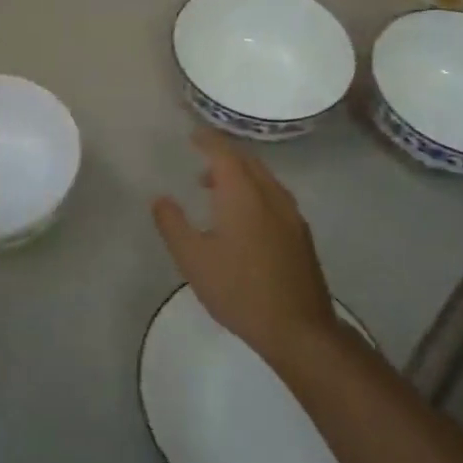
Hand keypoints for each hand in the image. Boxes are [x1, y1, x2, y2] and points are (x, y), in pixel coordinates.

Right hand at [152, 132, 337, 364]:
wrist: (298, 328)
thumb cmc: (239, 290)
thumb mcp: (193, 259)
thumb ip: (173, 225)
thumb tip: (161, 198)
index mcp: (243, 194)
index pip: (224, 153)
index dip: (208, 140)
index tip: (192, 135)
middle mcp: (271, 195)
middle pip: (248, 161)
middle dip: (224, 154)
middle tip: (201, 158)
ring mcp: (291, 214)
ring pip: (264, 178)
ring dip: (240, 173)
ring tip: (216, 188)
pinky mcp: (301, 234)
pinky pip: (275, 195)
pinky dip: (255, 190)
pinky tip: (245, 216)